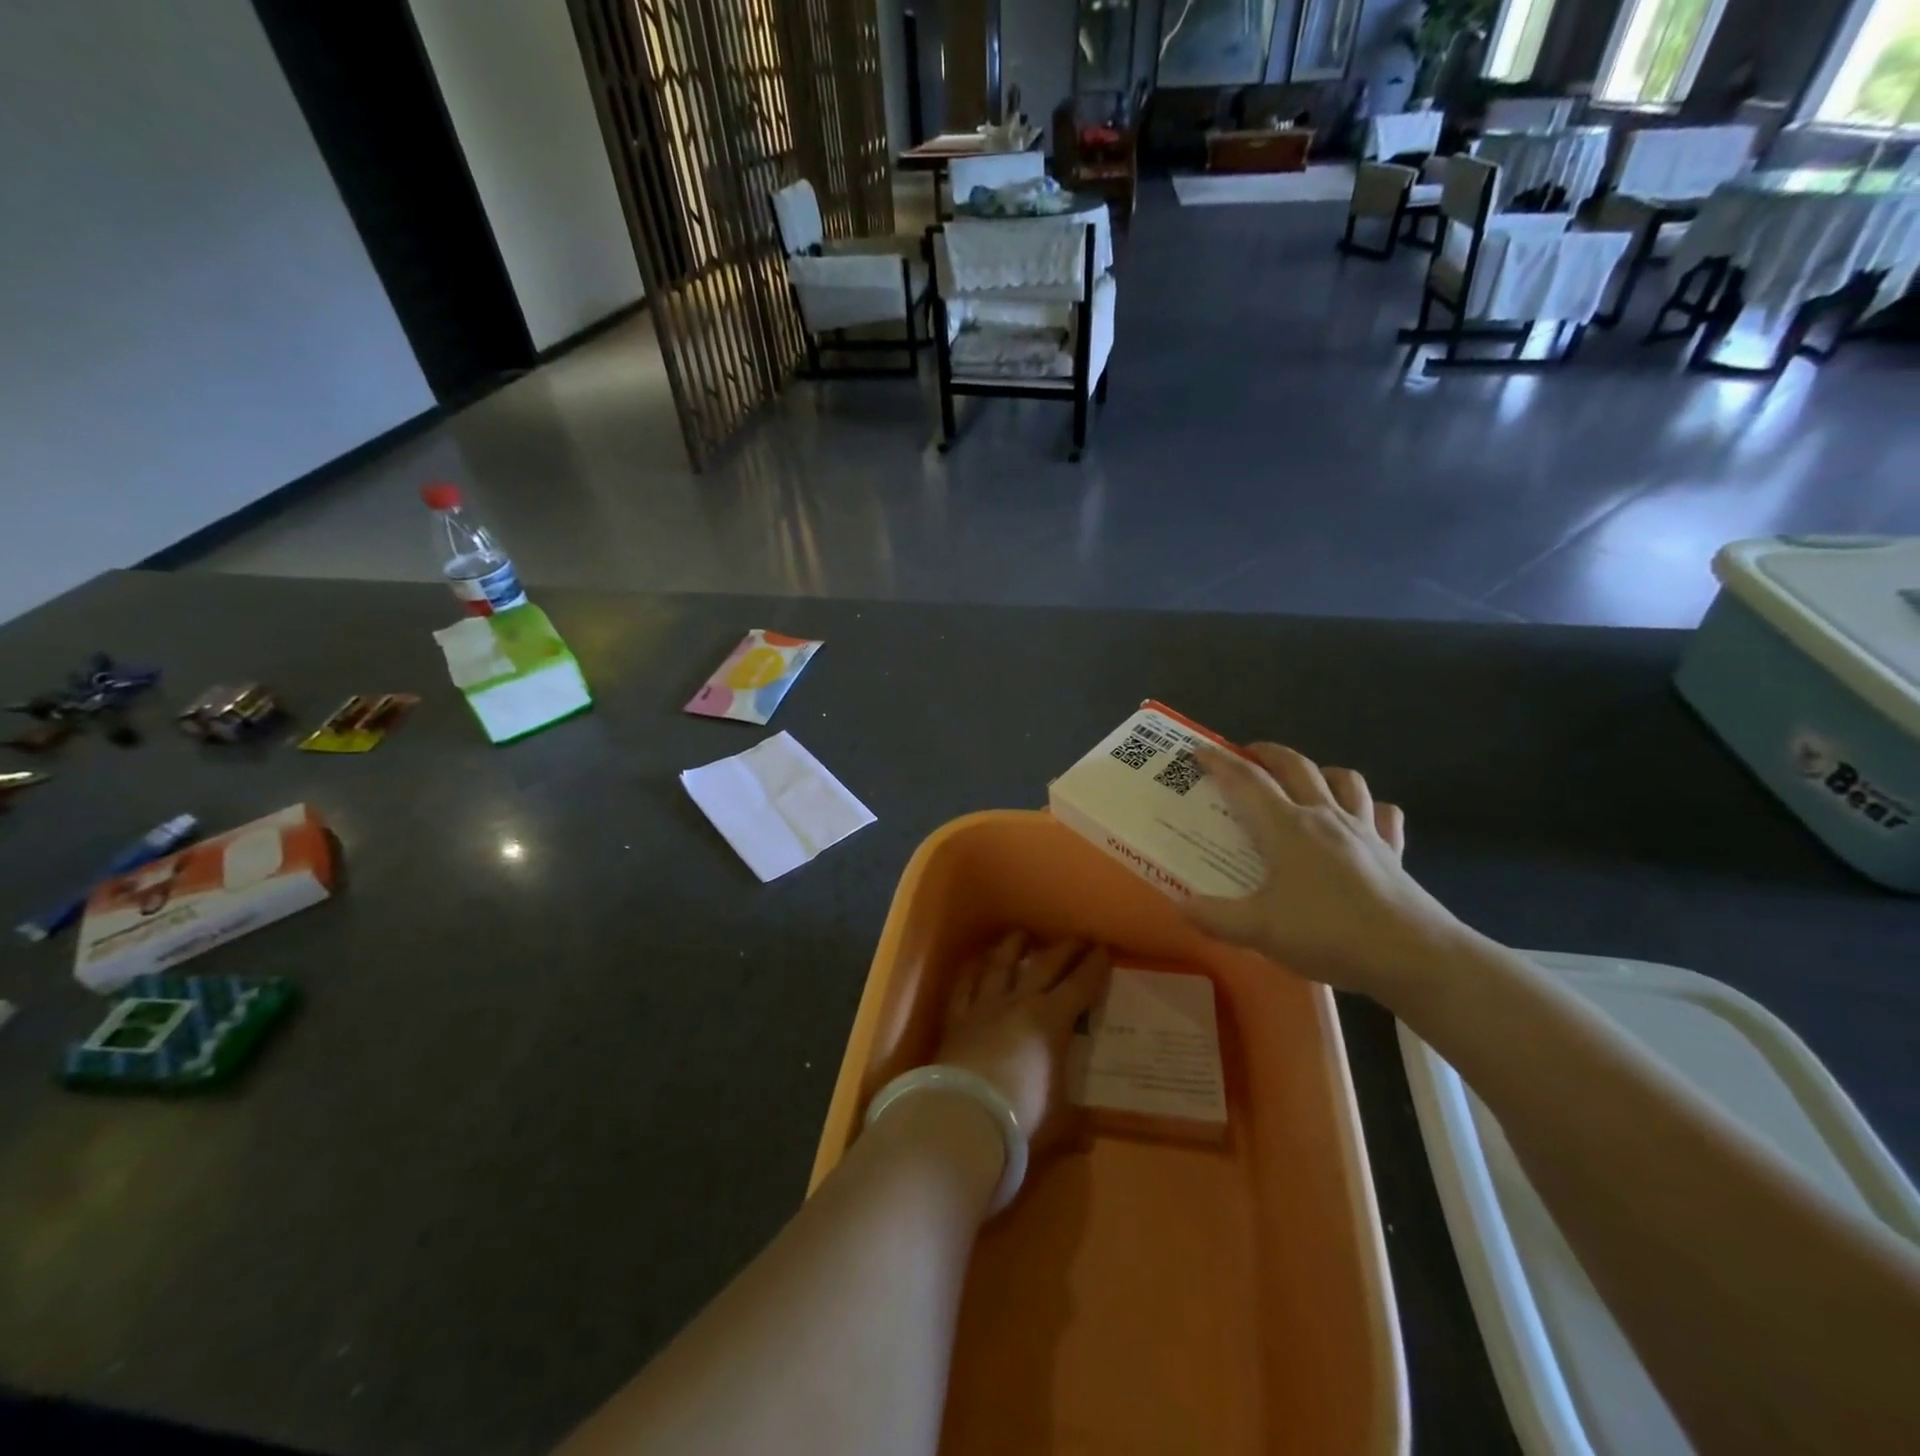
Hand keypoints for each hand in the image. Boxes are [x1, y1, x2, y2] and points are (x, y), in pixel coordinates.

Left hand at [936, 934, 1109, 1158]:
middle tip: (1076, 938)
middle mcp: (1019, 1003)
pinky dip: (971, 972)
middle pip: (1044, 966)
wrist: (963, 1118)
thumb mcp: (1058, 1125)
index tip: (1103, 949)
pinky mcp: (956, 1018)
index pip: (1079, 986)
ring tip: (1021, 935)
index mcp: (1051, 1022)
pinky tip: (975, 963)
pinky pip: (964, 986)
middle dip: (1064, 950)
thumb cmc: (1021, 1119)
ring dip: (1013, 947)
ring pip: (1001, 965)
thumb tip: (1088, 1136)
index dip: (1093, 967)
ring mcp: (984, 1007)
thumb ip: (1074, 1125)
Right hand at [1184, 743, 1460, 1001]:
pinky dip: (1369, 807)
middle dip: (1267, 753)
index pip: (1246, 781)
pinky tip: (1361, 818)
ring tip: (1304, 781)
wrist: (1412, 955)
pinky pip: (1383, 814)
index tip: (1198, 751)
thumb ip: (1214, 916)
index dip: (1219, 762)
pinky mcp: (1392, 851)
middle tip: (1246, 755)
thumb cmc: (1329, 933)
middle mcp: (1324, 816)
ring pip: (1344, 779)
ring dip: (1320, 770)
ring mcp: (1364, 830)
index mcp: (1287, 827)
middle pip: (1295, 766)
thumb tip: (1179, 904)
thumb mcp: (1259, 931)